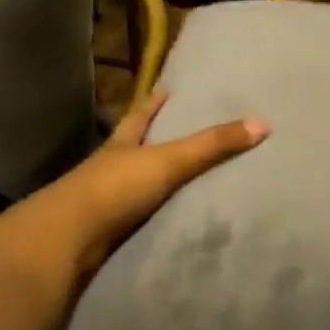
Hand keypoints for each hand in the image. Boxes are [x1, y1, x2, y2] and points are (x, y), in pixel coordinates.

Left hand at [51, 91, 268, 276]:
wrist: (67, 240)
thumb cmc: (114, 188)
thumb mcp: (167, 160)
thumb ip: (211, 145)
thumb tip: (262, 123)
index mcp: (121, 144)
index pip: (139, 116)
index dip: (153, 102)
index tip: (166, 89)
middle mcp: (110, 167)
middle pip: (133, 147)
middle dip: (151, 138)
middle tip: (180, 130)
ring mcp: (104, 201)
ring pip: (132, 184)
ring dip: (151, 180)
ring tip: (180, 178)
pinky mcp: (104, 232)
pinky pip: (135, 219)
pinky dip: (150, 216)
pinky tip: (166, 220)